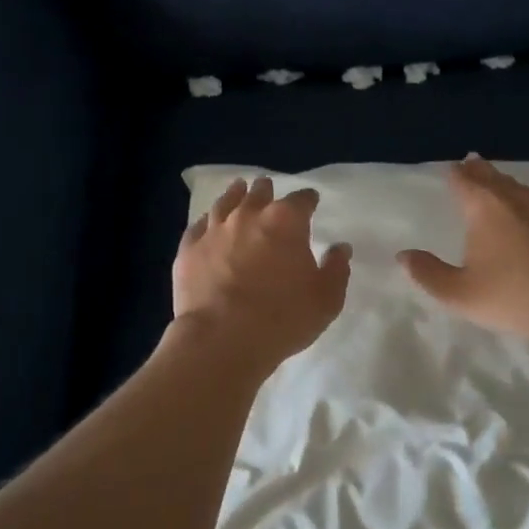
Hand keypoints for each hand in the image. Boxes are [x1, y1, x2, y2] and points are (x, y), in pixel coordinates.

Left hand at [172, 176, 352, 370]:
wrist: (221, 339)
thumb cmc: (282, 319)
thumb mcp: (326, 300)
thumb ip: (336, 269)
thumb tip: (340, 248)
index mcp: (286, 221)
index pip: (302, 200)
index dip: (308, 200)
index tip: (311, 201)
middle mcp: (248, 215)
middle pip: (259, 193)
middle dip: (267, 191)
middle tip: (268, 190)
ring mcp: (214, 230)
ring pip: (225, 202)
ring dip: (235, 195)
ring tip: (238, 190)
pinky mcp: (188, 249)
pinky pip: (198, 226)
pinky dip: (206, 221)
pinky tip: (207, 223)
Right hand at [397, 156, 528, 349]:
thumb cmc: (515, 296)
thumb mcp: (460, 294)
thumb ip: (428, 274)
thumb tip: (404, 256)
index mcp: (485, 208)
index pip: (464, 180)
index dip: (455, 173)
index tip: (451, 168)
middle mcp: (517, 200)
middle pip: (495, 177)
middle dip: (481, 171)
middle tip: (472, 163)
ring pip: (524, 190)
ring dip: (510, 186)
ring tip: (503, 187)